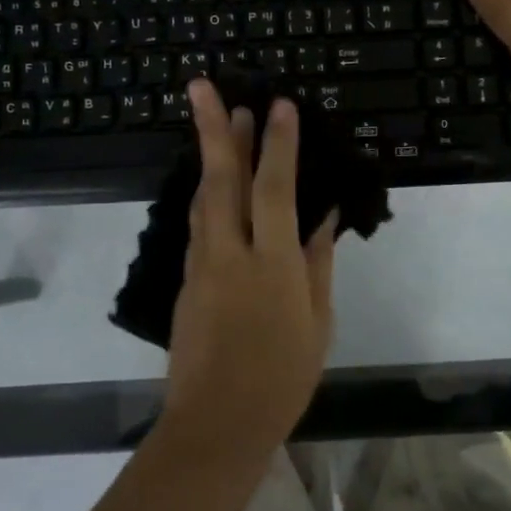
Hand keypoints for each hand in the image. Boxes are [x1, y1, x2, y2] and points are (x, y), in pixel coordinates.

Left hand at [160, 80, 336, 465]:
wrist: (217, 424)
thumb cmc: (282, 377)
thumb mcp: (317, 322)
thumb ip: (317, 262)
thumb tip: (324, 214)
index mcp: (271, 264)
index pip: (274, 190)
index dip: (278, 144)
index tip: (280, 105)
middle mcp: (230, 254)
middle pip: (221, 179)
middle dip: (215, 128)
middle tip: (204, 86)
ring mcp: (202, 266)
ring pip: (203, 197)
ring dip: (212, 156)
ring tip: (221, 120)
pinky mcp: (186, 280)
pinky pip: (199, 224)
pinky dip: (208, 194)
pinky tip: (216, 183)